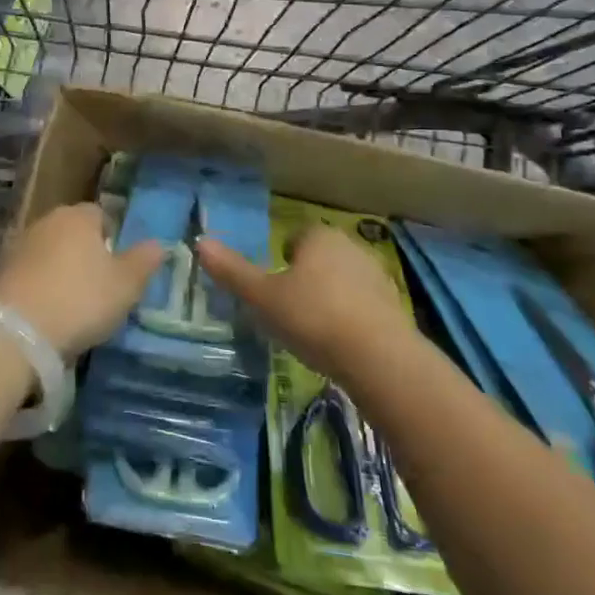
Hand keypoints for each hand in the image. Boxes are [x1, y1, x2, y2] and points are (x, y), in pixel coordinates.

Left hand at [0, 203, 167, 357]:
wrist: (16, 330)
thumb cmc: (80, 299)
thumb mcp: (125, 285)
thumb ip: (144, 262)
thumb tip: (159, 244)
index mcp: (79, 216)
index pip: (101, 215)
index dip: (112, 238)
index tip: (118, 268)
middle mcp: (47, 221)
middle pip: (73, 232)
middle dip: (85, 254)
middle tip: (99, 287)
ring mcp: (20, 245)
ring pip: (50, 252)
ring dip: (61, 271)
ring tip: (73, 305)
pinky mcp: (1, 272)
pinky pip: (31, 274)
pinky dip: (41, 287)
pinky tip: (48, 312)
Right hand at [196, 225, 412, 384]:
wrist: (378, 357)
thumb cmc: (313, 317)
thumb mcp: (263, 297)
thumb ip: (232, 271)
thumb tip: (200, 242)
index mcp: (319, 236)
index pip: (296, 237)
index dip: (282, 259)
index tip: (273, 287)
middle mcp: (350, 247)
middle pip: (320, 257)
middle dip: (306, 277)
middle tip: (288, 309)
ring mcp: (376, 276)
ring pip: (342, 280)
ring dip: (330, 297)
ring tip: (313, 330)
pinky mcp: (394, 306)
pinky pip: (363, 305)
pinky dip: (351, 318)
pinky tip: (340, 343)